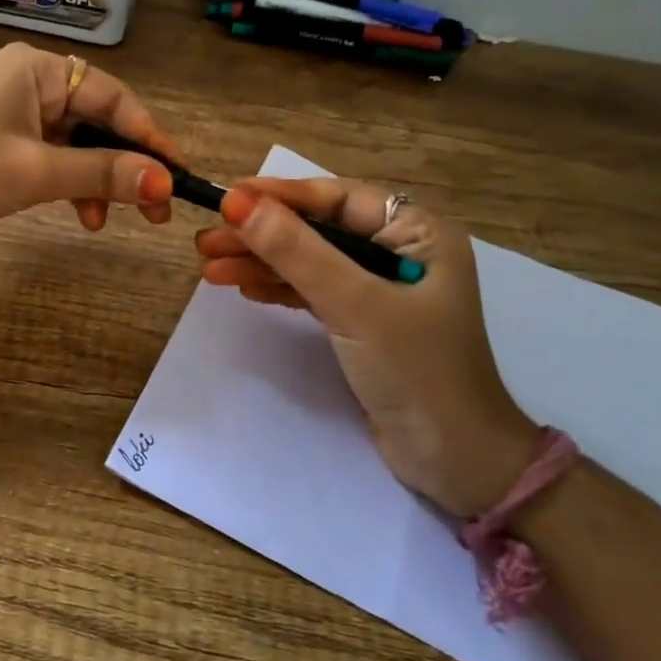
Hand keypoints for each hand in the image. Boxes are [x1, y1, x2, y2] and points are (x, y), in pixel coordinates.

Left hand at [0, 43, 179, 242]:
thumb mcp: (37, 171)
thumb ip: (103, 173)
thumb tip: (163, 181)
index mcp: (38, 69)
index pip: (113, 98)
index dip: (149, 137)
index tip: (177, 174)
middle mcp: (28, 81)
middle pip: (95, 120)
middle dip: (124, 164)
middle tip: (154, 207)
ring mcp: (10, 110)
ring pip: (74, 142)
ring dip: (96, 179)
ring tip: (108, 219)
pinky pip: (48, 155)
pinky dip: (67, 182)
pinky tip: (79, 214)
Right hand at [195, 178, 537, 515]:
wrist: (455, 463)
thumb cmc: (416, 372)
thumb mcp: (355, 305)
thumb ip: (297, 251)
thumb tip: (238, 203)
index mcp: (418, 232)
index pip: (338, 199)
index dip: (280, 196)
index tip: (227, 198)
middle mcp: (401, 251)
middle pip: (319, 230)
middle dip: (263, 235)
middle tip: (206, 240)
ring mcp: (382, 289)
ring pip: (311, 262)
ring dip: (263, 264)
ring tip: (210, 268)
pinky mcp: (365, 323)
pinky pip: (315, 292)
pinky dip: (280, 289)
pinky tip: (244, 287)